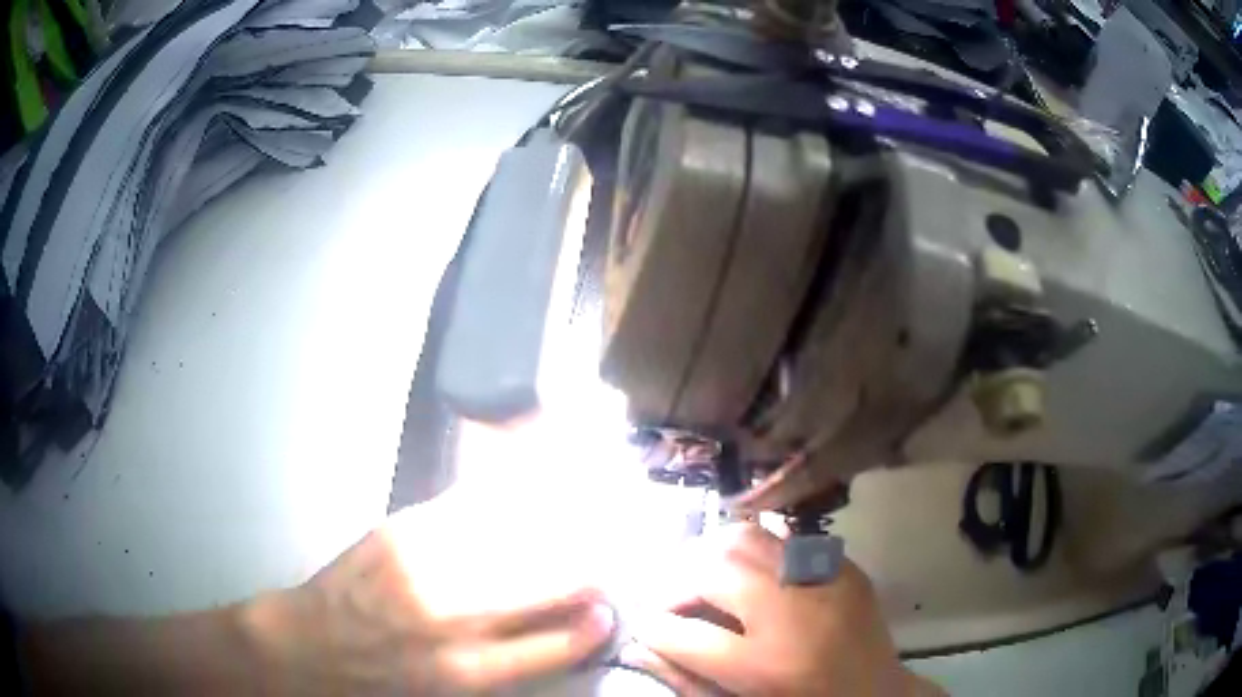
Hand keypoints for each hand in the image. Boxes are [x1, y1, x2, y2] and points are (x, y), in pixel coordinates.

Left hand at [242, 504, 615, 694]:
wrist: (311, 644)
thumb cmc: (383, 680)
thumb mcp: (447, 688)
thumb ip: (503, 659)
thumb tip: (560, 624)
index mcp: (465, 671)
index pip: (553, 646)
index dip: (591, 626)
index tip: (613, 609)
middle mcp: (450, 619)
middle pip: (541, 584)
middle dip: (585, 568)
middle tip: (609, 557)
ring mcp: (423, 567)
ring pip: (511, 538)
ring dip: (556, 525)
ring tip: (585, 514)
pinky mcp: (399, 532)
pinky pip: (466, 507)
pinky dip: (504, 496)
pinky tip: (530, 485)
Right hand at [624, 523, 939, 696]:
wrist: (877, 694)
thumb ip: (686, 676)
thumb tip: (643, 640)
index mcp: (765, 666)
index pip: (683, 634)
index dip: (652, 625)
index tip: (644, 623)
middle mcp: (793, 613)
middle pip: (712, 570)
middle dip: (675, 581)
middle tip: (670, 599)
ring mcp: (823, 581)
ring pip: (745, 538)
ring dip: (710, 555)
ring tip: (702, 577)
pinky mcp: (843, 566)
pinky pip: (784, 540)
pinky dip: (753, 551)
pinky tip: (748, 572)